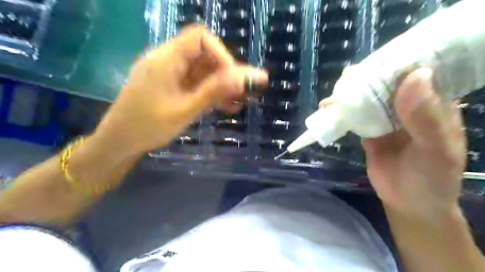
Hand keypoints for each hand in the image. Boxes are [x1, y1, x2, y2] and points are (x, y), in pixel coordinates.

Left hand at [94, 26, 268, 155]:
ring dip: (222, 85)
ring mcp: (170, 74)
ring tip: (239, 102)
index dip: (221, 54)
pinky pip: (196, 84)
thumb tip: (242, 78)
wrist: (119, 142)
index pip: (200, 38)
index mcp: (166, 59)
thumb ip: (213, 92)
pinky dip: (211, 93)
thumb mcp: (184, 110)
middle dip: (227, 73)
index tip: (233, 78)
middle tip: (246, 91)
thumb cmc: (148, 127)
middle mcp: (168, 60)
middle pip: (204, 55)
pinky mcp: (172, 87)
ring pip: (203, 72)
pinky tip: (226, 106)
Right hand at [319, 68, 465, 218]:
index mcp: (433, 104)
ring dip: (350, 95)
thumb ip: (426, 118)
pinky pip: (355, 116)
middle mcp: (408, 106)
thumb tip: (415, 75)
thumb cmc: (431, 179)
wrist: (408, 202)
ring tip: (334, 95)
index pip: (418, 74)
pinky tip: (330, 109)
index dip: (399, 63)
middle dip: (367, 78)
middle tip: (348, 76)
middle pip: (386, 84)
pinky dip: (342, 112)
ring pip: (367, 99)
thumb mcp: (436, 151)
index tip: (377, 59)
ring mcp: (386, 118)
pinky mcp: (369, 130)